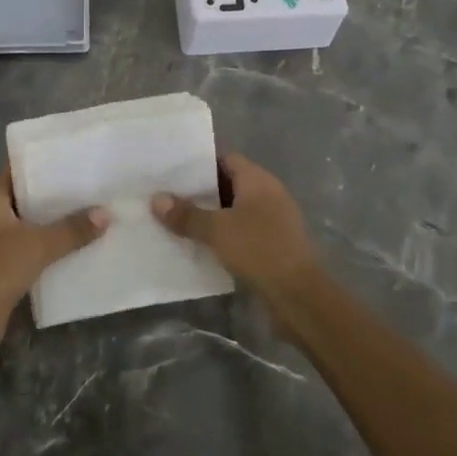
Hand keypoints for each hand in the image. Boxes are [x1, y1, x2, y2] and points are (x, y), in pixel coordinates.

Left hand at [0, 167, 108, 355]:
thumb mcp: (38, 245)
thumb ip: (72, 229)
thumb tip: (107, 213)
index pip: (18, 170)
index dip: (46, 165)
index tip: (76, 160)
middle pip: (25, 198)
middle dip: (55, 197)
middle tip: (91, 188)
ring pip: (27, 224)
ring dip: (53, 224)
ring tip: (90, 214)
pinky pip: (26, 247)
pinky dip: (46, 246)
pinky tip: (74, 246)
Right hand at [152, 152, 322, 312]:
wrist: (299, 296)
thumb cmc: (259, 250)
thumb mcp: (217, 231)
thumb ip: (187, 215)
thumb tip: (156, 199)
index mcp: (258, 180)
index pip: (226, 159)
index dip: (201, 164)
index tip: (173, 172)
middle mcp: (268, 194)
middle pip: (229, 184)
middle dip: (201, 192)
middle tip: (169, 197)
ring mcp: (273, 220)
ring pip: (235, 210)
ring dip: (212, 216)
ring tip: (178, 221)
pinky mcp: (274, 245)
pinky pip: (243, 231)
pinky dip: (224, 235)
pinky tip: (201, 245)